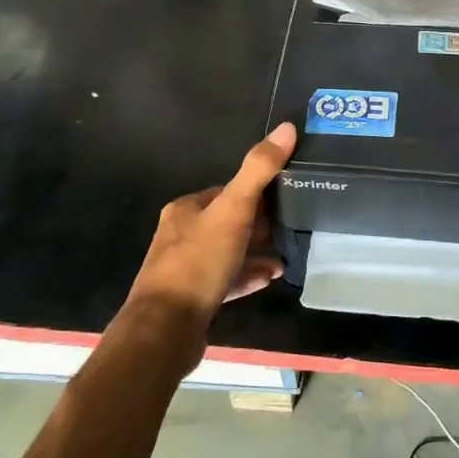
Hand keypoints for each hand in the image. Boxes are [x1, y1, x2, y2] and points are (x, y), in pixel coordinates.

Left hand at [125, 123, 296, 337]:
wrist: (166, 330)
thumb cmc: (198, 262)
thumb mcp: (234, 210)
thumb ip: (259, 170)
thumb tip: (287, 127)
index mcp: (186, 209)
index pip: (226, 191)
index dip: (256, 192)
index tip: (286, 197)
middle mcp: (181, 235)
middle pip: (229, 222)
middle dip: (260, 224)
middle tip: (292, 227)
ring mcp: (185, 269)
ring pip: (229, 252)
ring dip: (257, 252)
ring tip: (287, 255)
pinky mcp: (193, 299)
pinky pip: (227, 280)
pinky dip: (248, 276)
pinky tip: (270, 278)